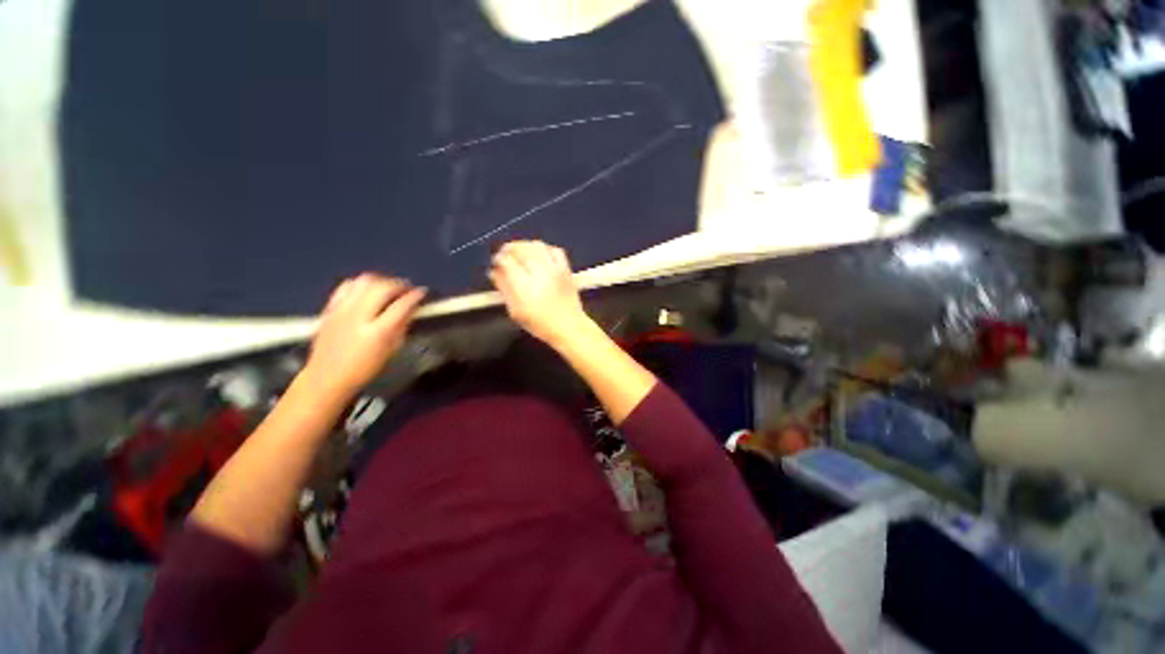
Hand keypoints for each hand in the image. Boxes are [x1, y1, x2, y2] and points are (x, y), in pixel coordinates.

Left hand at [300, 274, 426, 399]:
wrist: (326, 377)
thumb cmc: (365, 368)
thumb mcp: (391, 350)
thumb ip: (402, 326)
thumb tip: (412, 308)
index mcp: (378, 332)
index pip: (401, 305)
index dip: (415, 296)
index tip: (423, 292)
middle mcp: (359, 316)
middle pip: (382, 288)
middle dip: (399, 284)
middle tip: (408, 288)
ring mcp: (342, 310)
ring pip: (364, 281)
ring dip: (381, 281)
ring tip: (389, 287)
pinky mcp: (330, 308)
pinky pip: (347, 286)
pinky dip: (361, 284)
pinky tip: (368, 289)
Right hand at [489, 240, 590, 347]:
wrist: (569, 326)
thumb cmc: (539, 323)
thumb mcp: (515, 311)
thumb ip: (504, 289)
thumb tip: (494, 272)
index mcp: (525, 286)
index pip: (507, 261)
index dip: (498, 259)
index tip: (495, 263)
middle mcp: (540, 273)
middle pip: (521, 249)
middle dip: (509, 249)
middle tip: (504, 254)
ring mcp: (555, 269)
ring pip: (537, 245)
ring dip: (525, 245)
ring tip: (519, 252)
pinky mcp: (566, 268)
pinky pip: (555, 250)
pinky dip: (544, 248)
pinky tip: (539, 254)